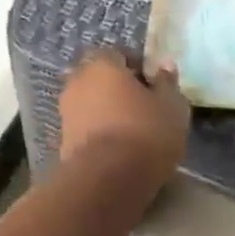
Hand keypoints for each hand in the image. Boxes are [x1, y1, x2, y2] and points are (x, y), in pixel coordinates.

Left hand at [59, 49, 189, 179]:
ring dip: (107, 112)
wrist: (107, 181)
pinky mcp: (62, 141)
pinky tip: (119, 148)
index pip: (119, 54)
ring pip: (91, 103)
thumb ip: (167, 83)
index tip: (154, 84)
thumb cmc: (145, 132)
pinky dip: (100, 133)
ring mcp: (66, 112)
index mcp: (102, 64)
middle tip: (143, 106)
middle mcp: (78, 82)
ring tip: (132, 131)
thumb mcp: (171, 106)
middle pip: (100, 78)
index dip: (138, 67)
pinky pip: (86, 128)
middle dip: (118, 89)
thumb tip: (164, 66)